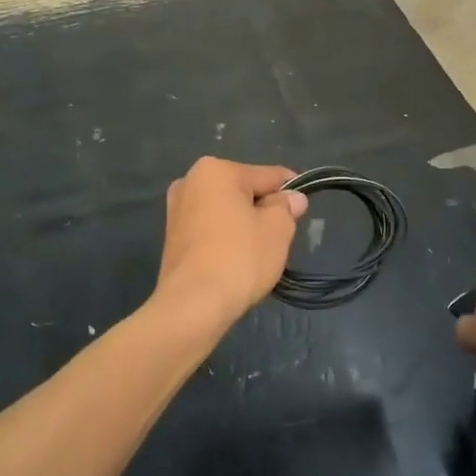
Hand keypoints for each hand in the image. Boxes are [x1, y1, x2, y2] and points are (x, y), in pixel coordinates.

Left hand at [155, 158, 307, 329]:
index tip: (303, 210)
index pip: (268, 175)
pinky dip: (226, 239)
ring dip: (244, 226)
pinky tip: (235, 262)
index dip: (290, 192)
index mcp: (216, 170)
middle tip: (279, 238)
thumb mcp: (277, 228)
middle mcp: (190, 181)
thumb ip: (286, 207)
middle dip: (263, 210)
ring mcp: (177, 210)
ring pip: (227, 211)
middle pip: (244, 191)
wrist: (193, 305)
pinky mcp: (172, 237)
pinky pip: (211, 229)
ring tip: (257, 254)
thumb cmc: (239, 258)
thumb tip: (292, 198)